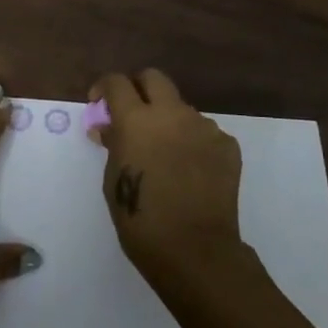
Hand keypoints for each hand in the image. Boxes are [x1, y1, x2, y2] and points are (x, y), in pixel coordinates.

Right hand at [90, 68, 243, 279]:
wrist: (195, 250)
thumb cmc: (141, 220)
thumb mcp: (113, 181)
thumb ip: (113, 145)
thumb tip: (110, 128)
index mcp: (137, 120)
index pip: (117, 83)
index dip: (104, 88)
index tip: (99, 104)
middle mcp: (172, 114)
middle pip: (154, 78)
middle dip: (139, 88)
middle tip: (132, 113)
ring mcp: (204, 127)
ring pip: (182, 108)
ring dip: (168, 120)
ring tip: (165, 154)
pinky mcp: (227, 145)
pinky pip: (204, 133)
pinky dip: (192, 143)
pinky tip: (189, 171)